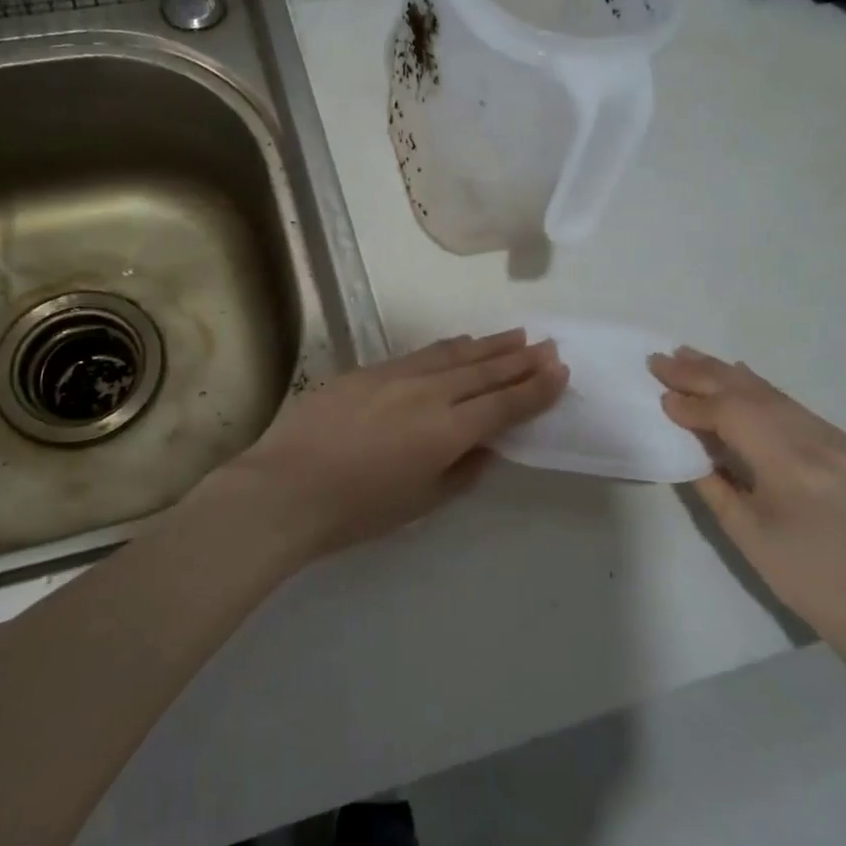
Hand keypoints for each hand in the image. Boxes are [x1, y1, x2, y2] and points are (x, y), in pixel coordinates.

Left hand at [207, 330, 567, 561]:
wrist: (285, 488)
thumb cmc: (356, 510)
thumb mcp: (420, 502)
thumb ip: (461, 471)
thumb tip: (483, 445)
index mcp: (447, 431)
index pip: (503, 404)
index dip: (535, 389)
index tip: (560, 371)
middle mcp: (428, 394)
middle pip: (484, 371)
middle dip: (520, 359)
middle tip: (548, 345)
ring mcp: (396, 376)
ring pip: (453, 355)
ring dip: (489, 345)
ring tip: (516, 335)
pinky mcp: (367, 371)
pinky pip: (420, 354)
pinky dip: (449, 349)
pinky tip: (460, 344)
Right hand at [650, 348, 845, 641]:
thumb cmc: (799, 575)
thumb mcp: (741, 530)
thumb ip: (710, 477)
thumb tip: (685, 435)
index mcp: (793, 471)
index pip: (735, 417)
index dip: (694, 404)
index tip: (660, 394)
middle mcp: (822, 444)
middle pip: (752, 395)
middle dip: (703, 375)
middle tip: (663, 359)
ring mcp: (840, 439)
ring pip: (774, 395)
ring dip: (726, 375)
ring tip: (689, 356)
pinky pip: (794, 408)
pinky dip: (757, 391)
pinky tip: (735, 375)